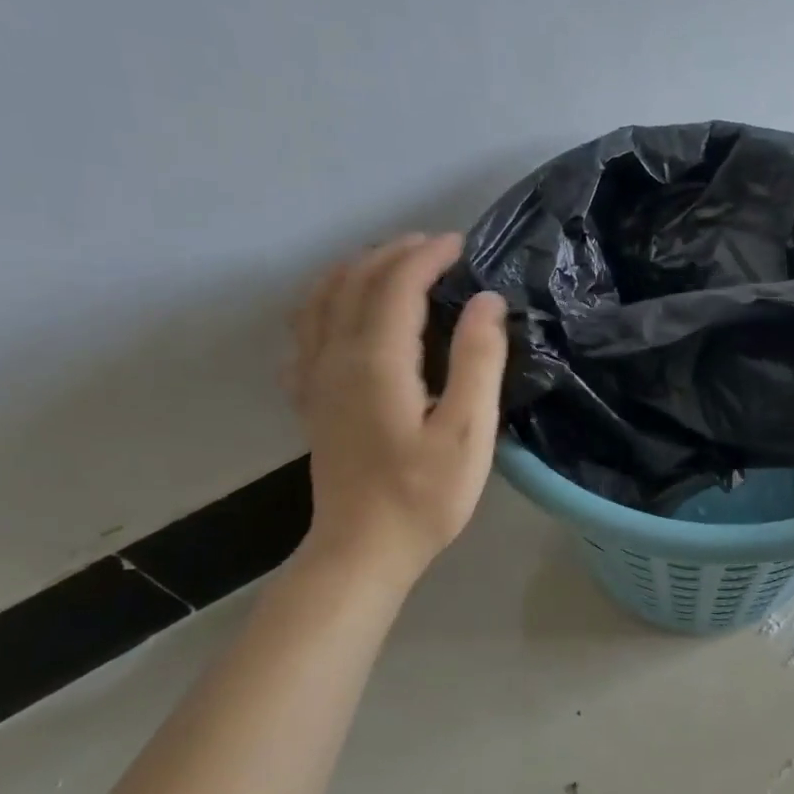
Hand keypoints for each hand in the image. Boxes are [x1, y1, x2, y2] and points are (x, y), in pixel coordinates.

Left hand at [287, 233, 507, 579]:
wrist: (363, 550)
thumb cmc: (425, 495)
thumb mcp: (469, 432)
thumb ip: (478, 361)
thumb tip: (487, 301)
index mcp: (376, 361)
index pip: (396, 284)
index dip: (427, 256)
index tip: (461, 244)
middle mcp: (336, 357)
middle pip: (355, 282)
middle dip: (394, 253)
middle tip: (434, 246)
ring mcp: (315, 378)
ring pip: (322, 299)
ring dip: (355, 269)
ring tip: (390, 263)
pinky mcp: (311, 399)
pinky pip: (306, 330)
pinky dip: (325, 301)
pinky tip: (343, 310)